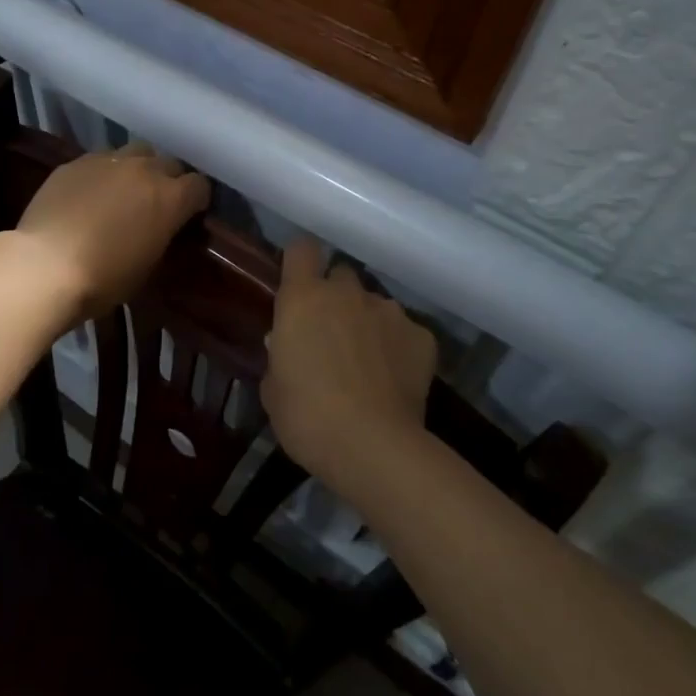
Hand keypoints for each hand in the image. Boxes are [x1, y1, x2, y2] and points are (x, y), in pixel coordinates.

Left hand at [15, 143, 210, 320]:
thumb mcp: (147, 266)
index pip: (199, 186)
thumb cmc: (104, 279)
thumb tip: (159, 228)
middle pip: (168, 163)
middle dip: (167, 180)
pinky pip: (99, 161)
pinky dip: (102, 175)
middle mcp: (144, 170)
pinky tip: (88, 196)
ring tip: (122, 192)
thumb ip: (161, 236)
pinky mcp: (75, 163)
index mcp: (171, 198)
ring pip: (134, 153)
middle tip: (155, 204)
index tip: (188, 215)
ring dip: (136, 170)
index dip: (196, 200)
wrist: (46, 266)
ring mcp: (107, 161)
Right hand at [263, 239, 436, 488]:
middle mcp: (346, 294)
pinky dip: (399, 348)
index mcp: (303, 299)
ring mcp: (388, 311)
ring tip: (368, 364)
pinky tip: (395, 379)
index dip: (301, 262)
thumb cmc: (306, 417)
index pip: (302, 250)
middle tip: (331, 334)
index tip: (299, 283)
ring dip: (368, 324)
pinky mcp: (422, 336)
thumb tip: (286, 346)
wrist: (372, 445)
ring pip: (375, 305)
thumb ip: (279, 358)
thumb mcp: (273, 390)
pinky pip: (405, 332)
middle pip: (341, 275)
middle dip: (336, 297)